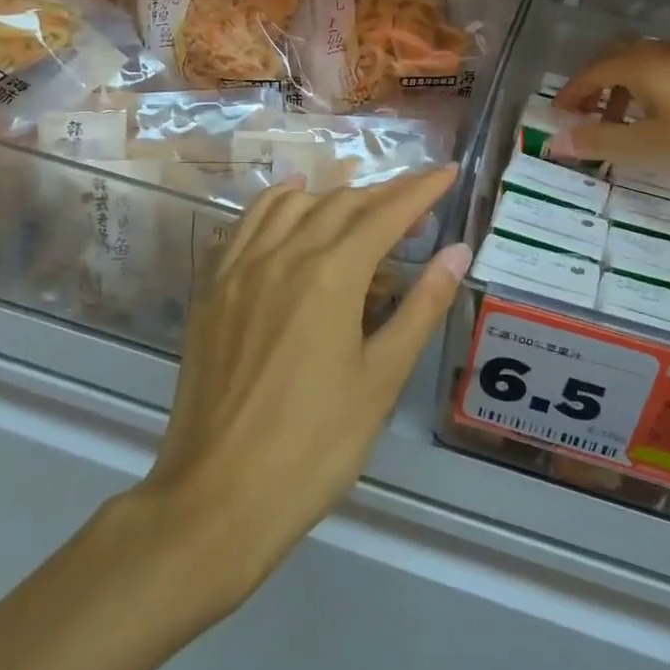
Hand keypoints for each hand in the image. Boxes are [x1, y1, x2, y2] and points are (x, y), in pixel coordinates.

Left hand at [143, 168, 470, 605]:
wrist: (219, 496)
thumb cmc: (316, 446)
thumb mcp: (382, 379)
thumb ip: (421, 307)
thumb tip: (457, 252)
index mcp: (331, 275)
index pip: (385, 214)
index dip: (421, 190)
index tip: (448, 172)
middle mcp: (283, 255)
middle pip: (341, 204)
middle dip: (384, 195)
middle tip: (417, 205)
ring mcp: (240, 269)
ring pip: (292, 205)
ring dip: (333, 196)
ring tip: (360, 206)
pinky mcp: (212, 289)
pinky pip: (247, 224)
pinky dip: (277, 206)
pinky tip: (291, 212)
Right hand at [548, 40, 669, 204]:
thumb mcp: (644, 146)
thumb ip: (598, 142)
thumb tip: (554, 141)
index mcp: (639, 67)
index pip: (593, 72)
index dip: (572, 92)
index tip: (557, 114)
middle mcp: (661, 56)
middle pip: (616, 59)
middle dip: (595, 85)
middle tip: (584, 112)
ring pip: (643, 68)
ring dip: (622, 91)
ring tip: (620, 123)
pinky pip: (665, 77)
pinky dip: (647, 95)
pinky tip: (659, 121)